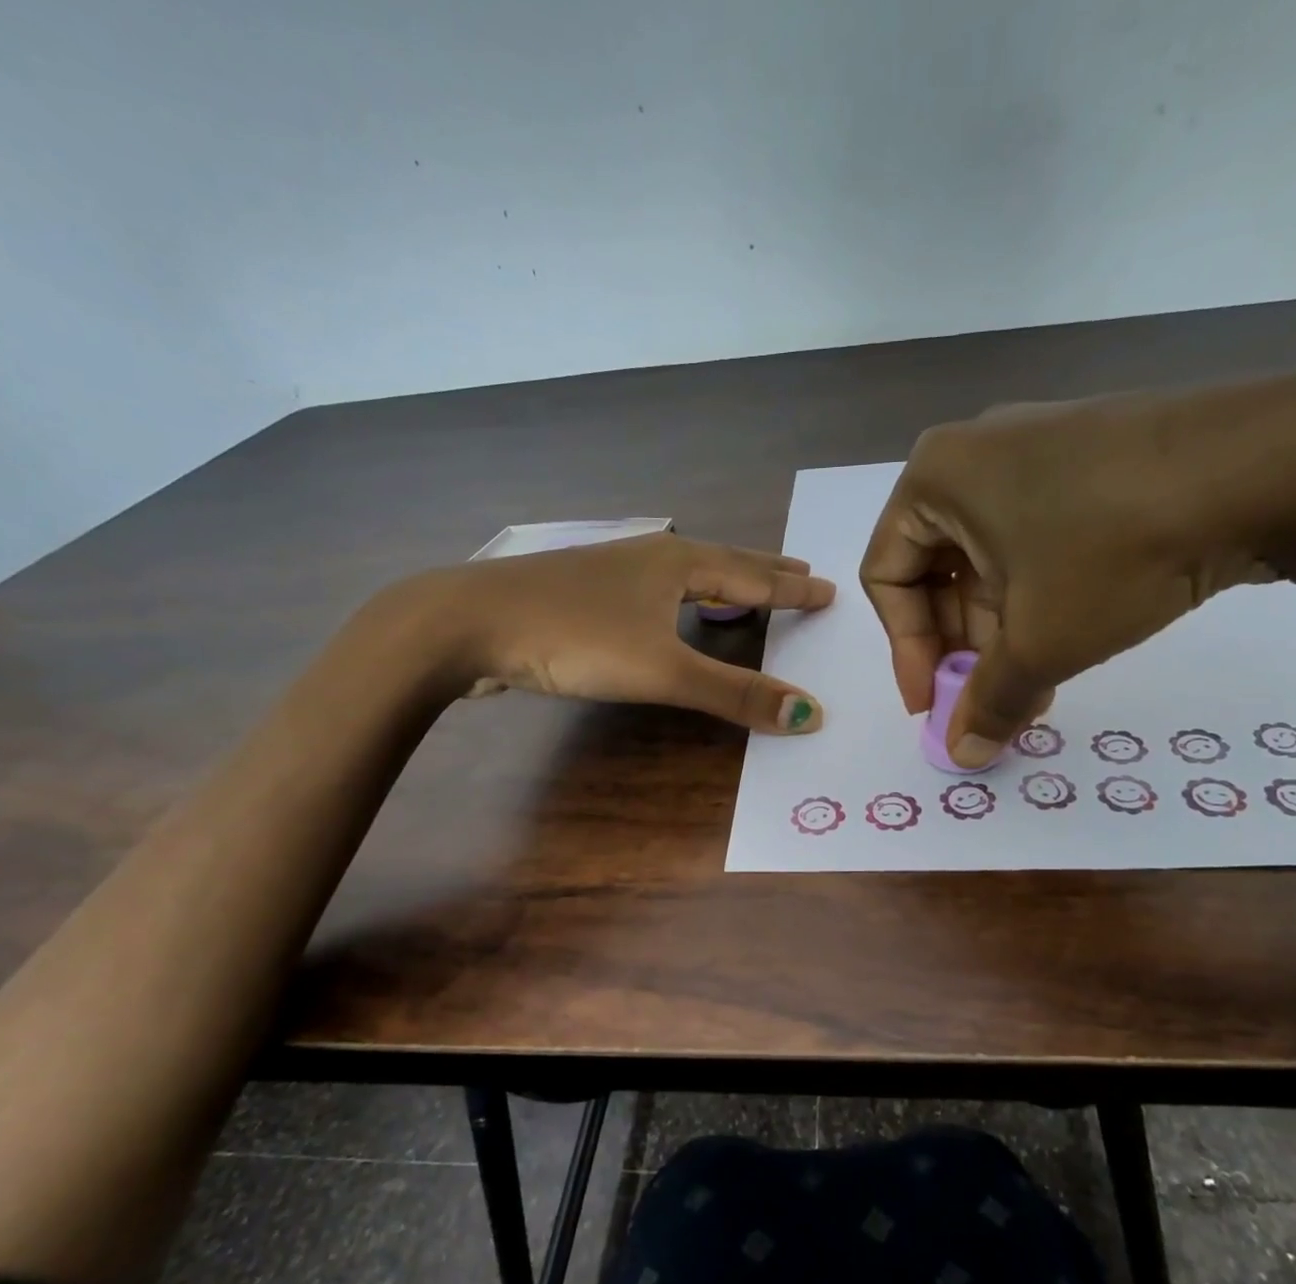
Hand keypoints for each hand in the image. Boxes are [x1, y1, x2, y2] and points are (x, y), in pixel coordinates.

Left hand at [382, 532, 835, 731]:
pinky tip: (666, 607)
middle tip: (800, 571)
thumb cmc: (573, 636)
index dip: (793, 587)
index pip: (754, 576)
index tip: (829, 587)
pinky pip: (654, 590)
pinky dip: (682, 598)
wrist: (466, 622)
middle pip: (723, 562)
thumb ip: (733, 694)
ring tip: (745, 590)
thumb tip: (809, 714)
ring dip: (722, 581)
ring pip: (684, 572)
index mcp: (678, 563)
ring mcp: (612, 571)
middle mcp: (650, 557)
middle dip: (765, 571)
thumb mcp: (661, 670)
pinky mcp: (583, 592)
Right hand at [860, 376, 1295, 766]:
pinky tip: (1069, 636)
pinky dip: (1038, 594)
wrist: (1270, 464)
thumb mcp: (1040, 641)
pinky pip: (1035, 537)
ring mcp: (1036, 448)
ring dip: (1002, 630)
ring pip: (990, 558)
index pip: (887, 577)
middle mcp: (974, 454)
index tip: (933, 705)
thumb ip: (988, 702)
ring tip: (1037, 685)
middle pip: (937, 569)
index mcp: (935, 479)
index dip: (906, 650)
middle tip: (990, 700)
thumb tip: (962, 756)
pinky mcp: (1088, 457)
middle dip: (961, 646)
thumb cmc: (1114, 549)